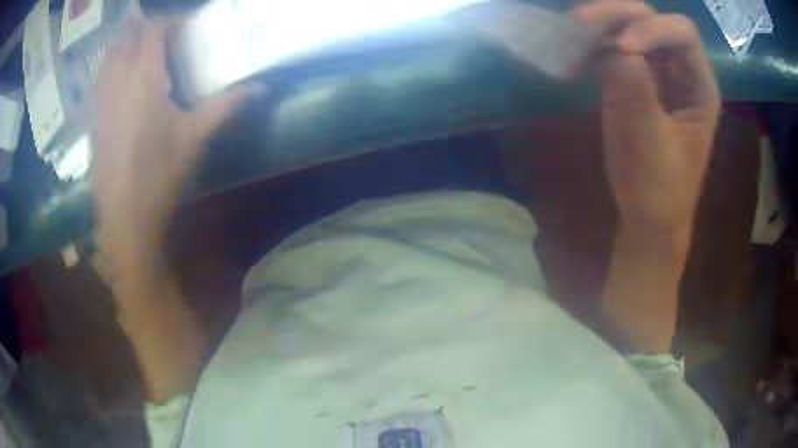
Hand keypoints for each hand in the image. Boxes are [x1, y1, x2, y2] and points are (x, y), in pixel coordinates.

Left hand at [93, 19, 254, 277]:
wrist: (125, 218)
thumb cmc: (160, 175)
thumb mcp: (196, 138)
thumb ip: (226, 105)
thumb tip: (261, 87)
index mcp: (145, 79)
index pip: (153, 30)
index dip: (169, 20)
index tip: (185, 24)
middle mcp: (118, 81)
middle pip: (127, 36)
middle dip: (144, 26)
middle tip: (162, 31)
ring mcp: (102, 100)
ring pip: (109, 55)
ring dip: (125, 42)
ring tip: (141, 46)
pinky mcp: (94, 118)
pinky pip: (101, 78)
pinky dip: (112, 65)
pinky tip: (122, 76)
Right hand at [573, 2, 720, 230]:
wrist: (647, 216)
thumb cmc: (658, 189)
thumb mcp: (649, 143)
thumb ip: (636, 91)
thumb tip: (613, 47)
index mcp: (699, 86)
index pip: (682, 33)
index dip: (651, 29)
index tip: (621, 49)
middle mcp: (680, 70)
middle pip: (649, 19)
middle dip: (616, 17)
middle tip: (579, 25)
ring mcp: (655, 72)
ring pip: (626, 27)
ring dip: (597, 29)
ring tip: (568, 43)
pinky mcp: (634, 80)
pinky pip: (611, 49)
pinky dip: (589, 49)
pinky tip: (571, 64)